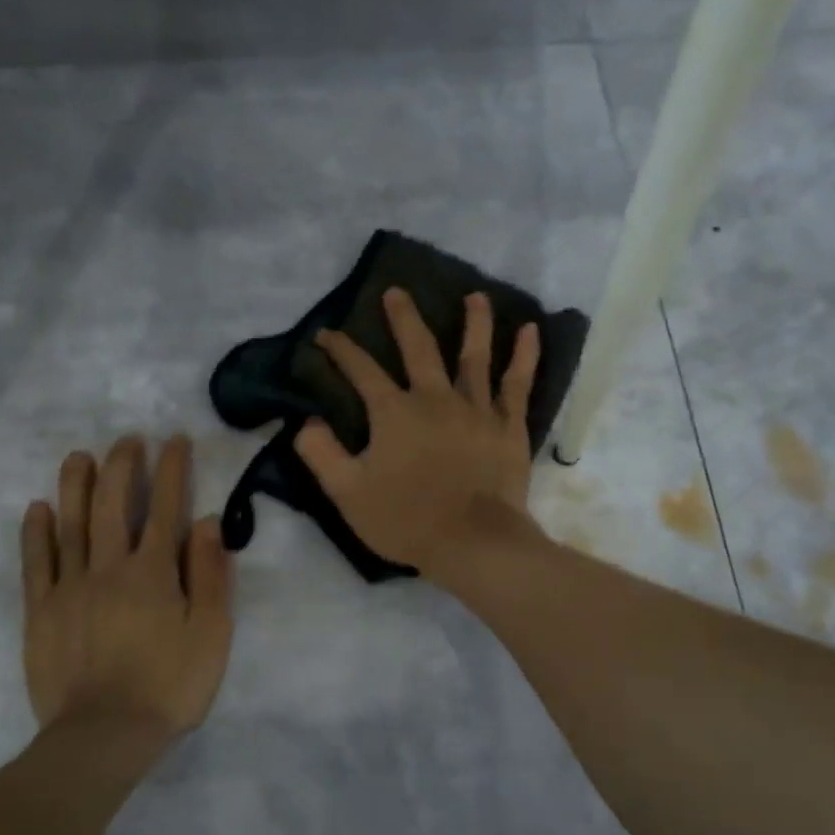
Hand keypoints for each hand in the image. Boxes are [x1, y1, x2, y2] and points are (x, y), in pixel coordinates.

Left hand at [21, 435, 233, 740]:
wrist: (104, 736)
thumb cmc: (170, 686)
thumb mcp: (212, 634)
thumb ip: (211, 575)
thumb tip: (207, 522)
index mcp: (155, 572)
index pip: (166, 508)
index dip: (172, 471)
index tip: (175, 441)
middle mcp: (110, 567)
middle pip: (114, 504)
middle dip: (123, 465)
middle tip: (128, 439)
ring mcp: (70, 587)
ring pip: (71, 523)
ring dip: (76, 485)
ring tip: (79, 456)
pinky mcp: (41, 611)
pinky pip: (36, 562)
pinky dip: (36, 532)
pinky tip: (38, 508)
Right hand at [296, 288, 541, 584]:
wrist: (473, 543)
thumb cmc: (406, 520)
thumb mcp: (347, 493)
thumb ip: (321, 454)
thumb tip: (305, 422)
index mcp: (395, 412)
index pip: (362, 371)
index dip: (341, 350)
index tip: (326, 334)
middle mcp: (435, 398)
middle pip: (418, 348)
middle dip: (403, 318)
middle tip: (396, 292)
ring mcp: (477, 409)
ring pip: (474, 355)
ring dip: (473, 322)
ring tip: (475, 295)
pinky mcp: (509, 426)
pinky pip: (518, 384)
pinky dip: (525, 356)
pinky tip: (530, 331)